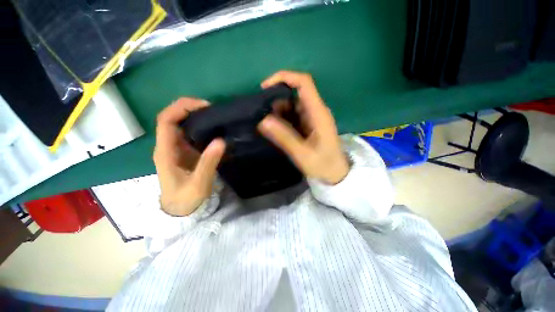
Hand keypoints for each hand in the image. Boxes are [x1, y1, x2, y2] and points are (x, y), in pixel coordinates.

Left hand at [153, 98, 225, 215]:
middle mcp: (167, 145)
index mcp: (165, 151)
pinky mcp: (184, 151)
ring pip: (180, 123)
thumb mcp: (199, 184)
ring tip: (215, 115)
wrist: (180, 210)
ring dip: (195, 115)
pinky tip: (213, 128)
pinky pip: (189, 132)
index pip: (166, 120)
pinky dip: (200, 125)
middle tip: (213, 109)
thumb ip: (208, 163)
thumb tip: (220, 140)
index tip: (204, 107)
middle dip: (190, 108)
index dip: (182, 108)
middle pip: (172, 117)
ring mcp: (175, 148)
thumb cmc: (186, 199)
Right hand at [257, 71, 348, 183]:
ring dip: (277, 110)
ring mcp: (312, 117)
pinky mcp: (308, 124)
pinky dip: (281, 118)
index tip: (264, 88)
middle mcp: (315, 110)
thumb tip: (263, 120)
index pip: (304, 83)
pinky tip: (273, 127)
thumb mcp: (302, 154)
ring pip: (292, 104)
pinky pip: (292, 115)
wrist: (336, 174)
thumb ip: (284, 137)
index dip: (284, 78)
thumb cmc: (323, 165)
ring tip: (264, 122)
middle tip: (260, 113)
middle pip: (295, 93)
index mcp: (318, 113)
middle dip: (276, 99)